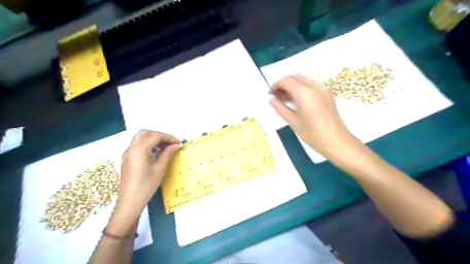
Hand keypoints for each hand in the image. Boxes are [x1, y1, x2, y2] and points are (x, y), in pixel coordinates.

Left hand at [106, 130, 180, 234]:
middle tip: (170, 143)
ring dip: (153, 139)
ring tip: (165, 148)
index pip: (156, 136)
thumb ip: (167, 154)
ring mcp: (127, 153)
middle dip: (159, 135)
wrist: (129, 202)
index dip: (169, 137)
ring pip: (140, 138)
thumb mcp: (159, 168)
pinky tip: (156, 153)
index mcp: (140, 149)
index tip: (178, 143)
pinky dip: (147, 145)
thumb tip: (176, 145)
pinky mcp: (127, 159)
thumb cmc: (146, 185)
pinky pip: (137, 146)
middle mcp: (131, 148)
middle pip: (146, 133)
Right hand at [270, 74, 354, 155]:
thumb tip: (271, 100)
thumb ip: (280, 108)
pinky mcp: (327, 93)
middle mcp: (314, 86)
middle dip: (283, 84)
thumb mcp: (293, 122)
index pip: (285, 81)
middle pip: (294, 77)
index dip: (275, 85)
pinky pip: (310, 85)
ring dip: (292, 86)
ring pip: (303, 80)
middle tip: (276, 97)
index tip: (269, 95)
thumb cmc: (313, 135)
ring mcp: (323, 89)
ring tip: (284, 100)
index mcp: (304, 93)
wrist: (337, 142)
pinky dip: (301, 88)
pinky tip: (297, 101)